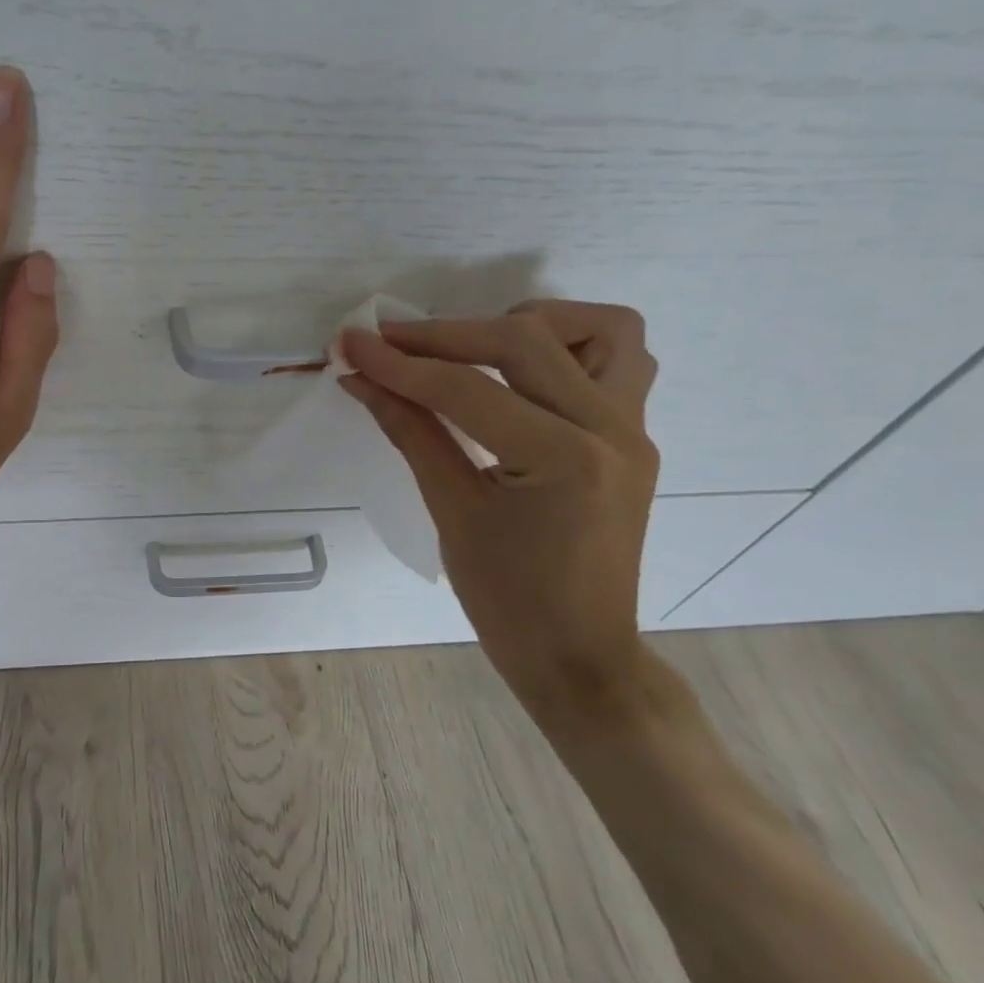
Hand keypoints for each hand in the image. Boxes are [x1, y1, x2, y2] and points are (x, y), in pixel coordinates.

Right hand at [340, 302, 660, 730]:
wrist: (581, 657)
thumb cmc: (509, 602)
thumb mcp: (451, 513)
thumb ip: (409, 431)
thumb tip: (361, 379)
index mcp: (564, 460)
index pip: (466, 389)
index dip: (399, 363)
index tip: (350, 344)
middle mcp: (612, 430)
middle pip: (525, 340)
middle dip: (445, 334)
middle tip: (389, 342)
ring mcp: (633, 429)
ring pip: (600, 330)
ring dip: (528, 325)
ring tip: (472, 349)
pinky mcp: (633, 435)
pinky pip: (618, 360)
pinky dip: (566, 348)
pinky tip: (517, 375)